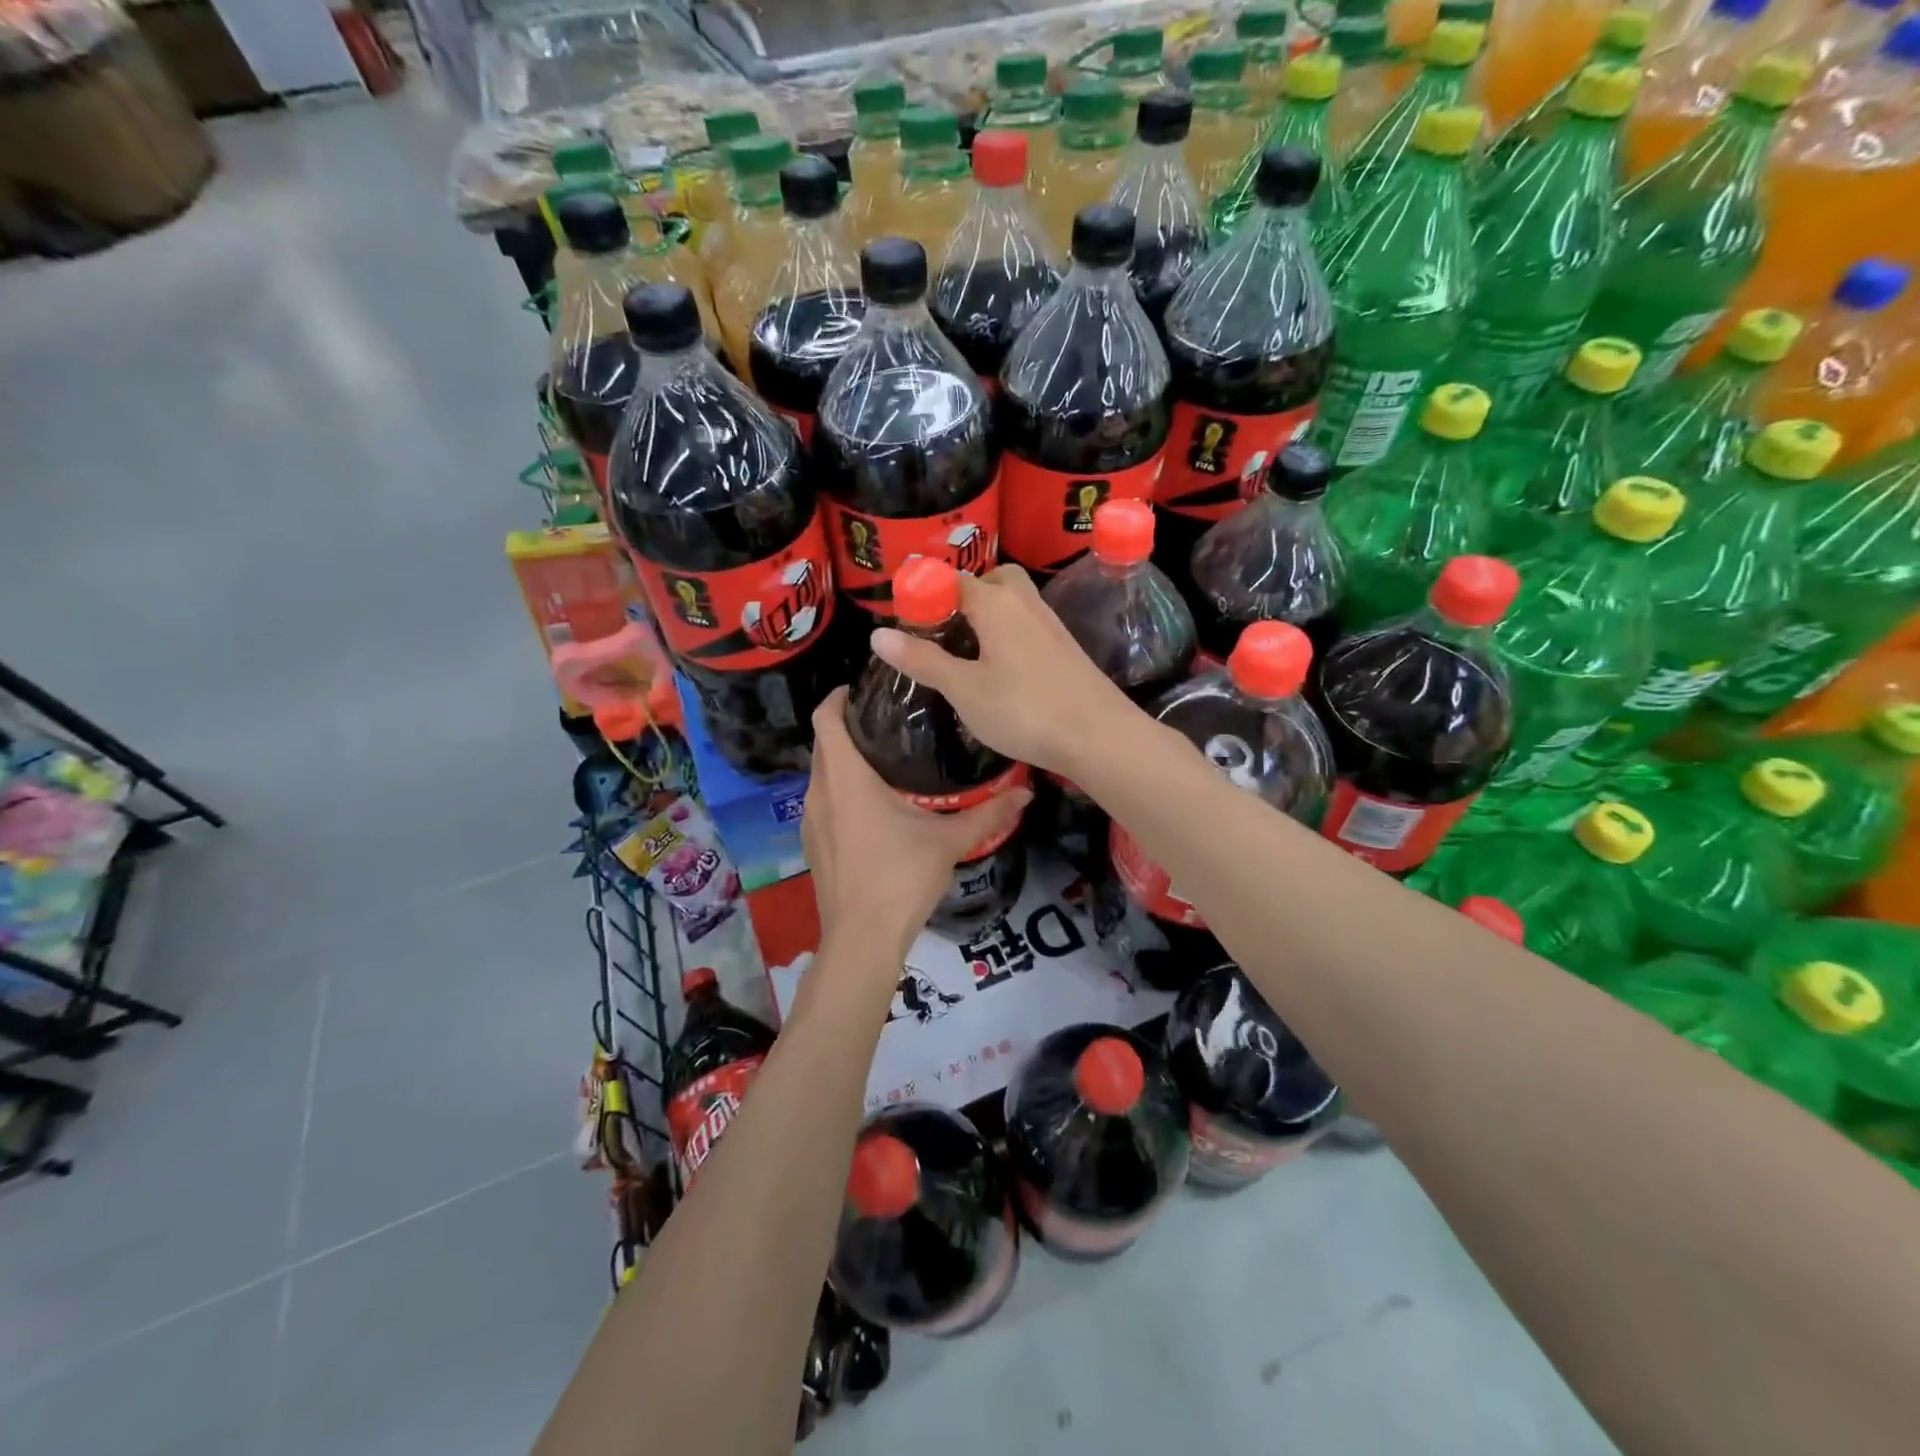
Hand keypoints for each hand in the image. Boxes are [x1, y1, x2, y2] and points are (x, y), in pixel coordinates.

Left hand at [802, 688, 1030, 965]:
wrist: (862, 940)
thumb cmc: (901, 878)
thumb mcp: (949, 841)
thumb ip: (988, 814)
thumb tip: (1026, 793)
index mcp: (845, 777)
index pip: (826, 718)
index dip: (839, 696)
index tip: (865, 688)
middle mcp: (819, 792)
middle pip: (824, 743)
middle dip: (849, 727)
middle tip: (889, 721)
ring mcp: (810, 821)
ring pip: (822, 775)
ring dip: (844, 761)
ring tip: (885, 759)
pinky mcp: (812, 845)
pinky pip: (823, 802)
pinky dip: (841, 791)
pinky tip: (873, 807)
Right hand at [868, 565, 1133, 778]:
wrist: (1098, 736)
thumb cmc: (1024, 710)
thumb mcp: (964, 689)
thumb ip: (923, 660)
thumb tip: (877, 634)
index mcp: (996, 603)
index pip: (952, 580)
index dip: (925, 595)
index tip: (905, 621)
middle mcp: (1025, 602)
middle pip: (991, 581)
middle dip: (963, 595)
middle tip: (941, 628)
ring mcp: (1050, 624)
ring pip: (1013, 602)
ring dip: (987, 614)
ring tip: (965, 649)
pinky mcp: (1065, 648)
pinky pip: (1027, 625)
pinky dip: (1007, 633)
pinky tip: (1000, 667)